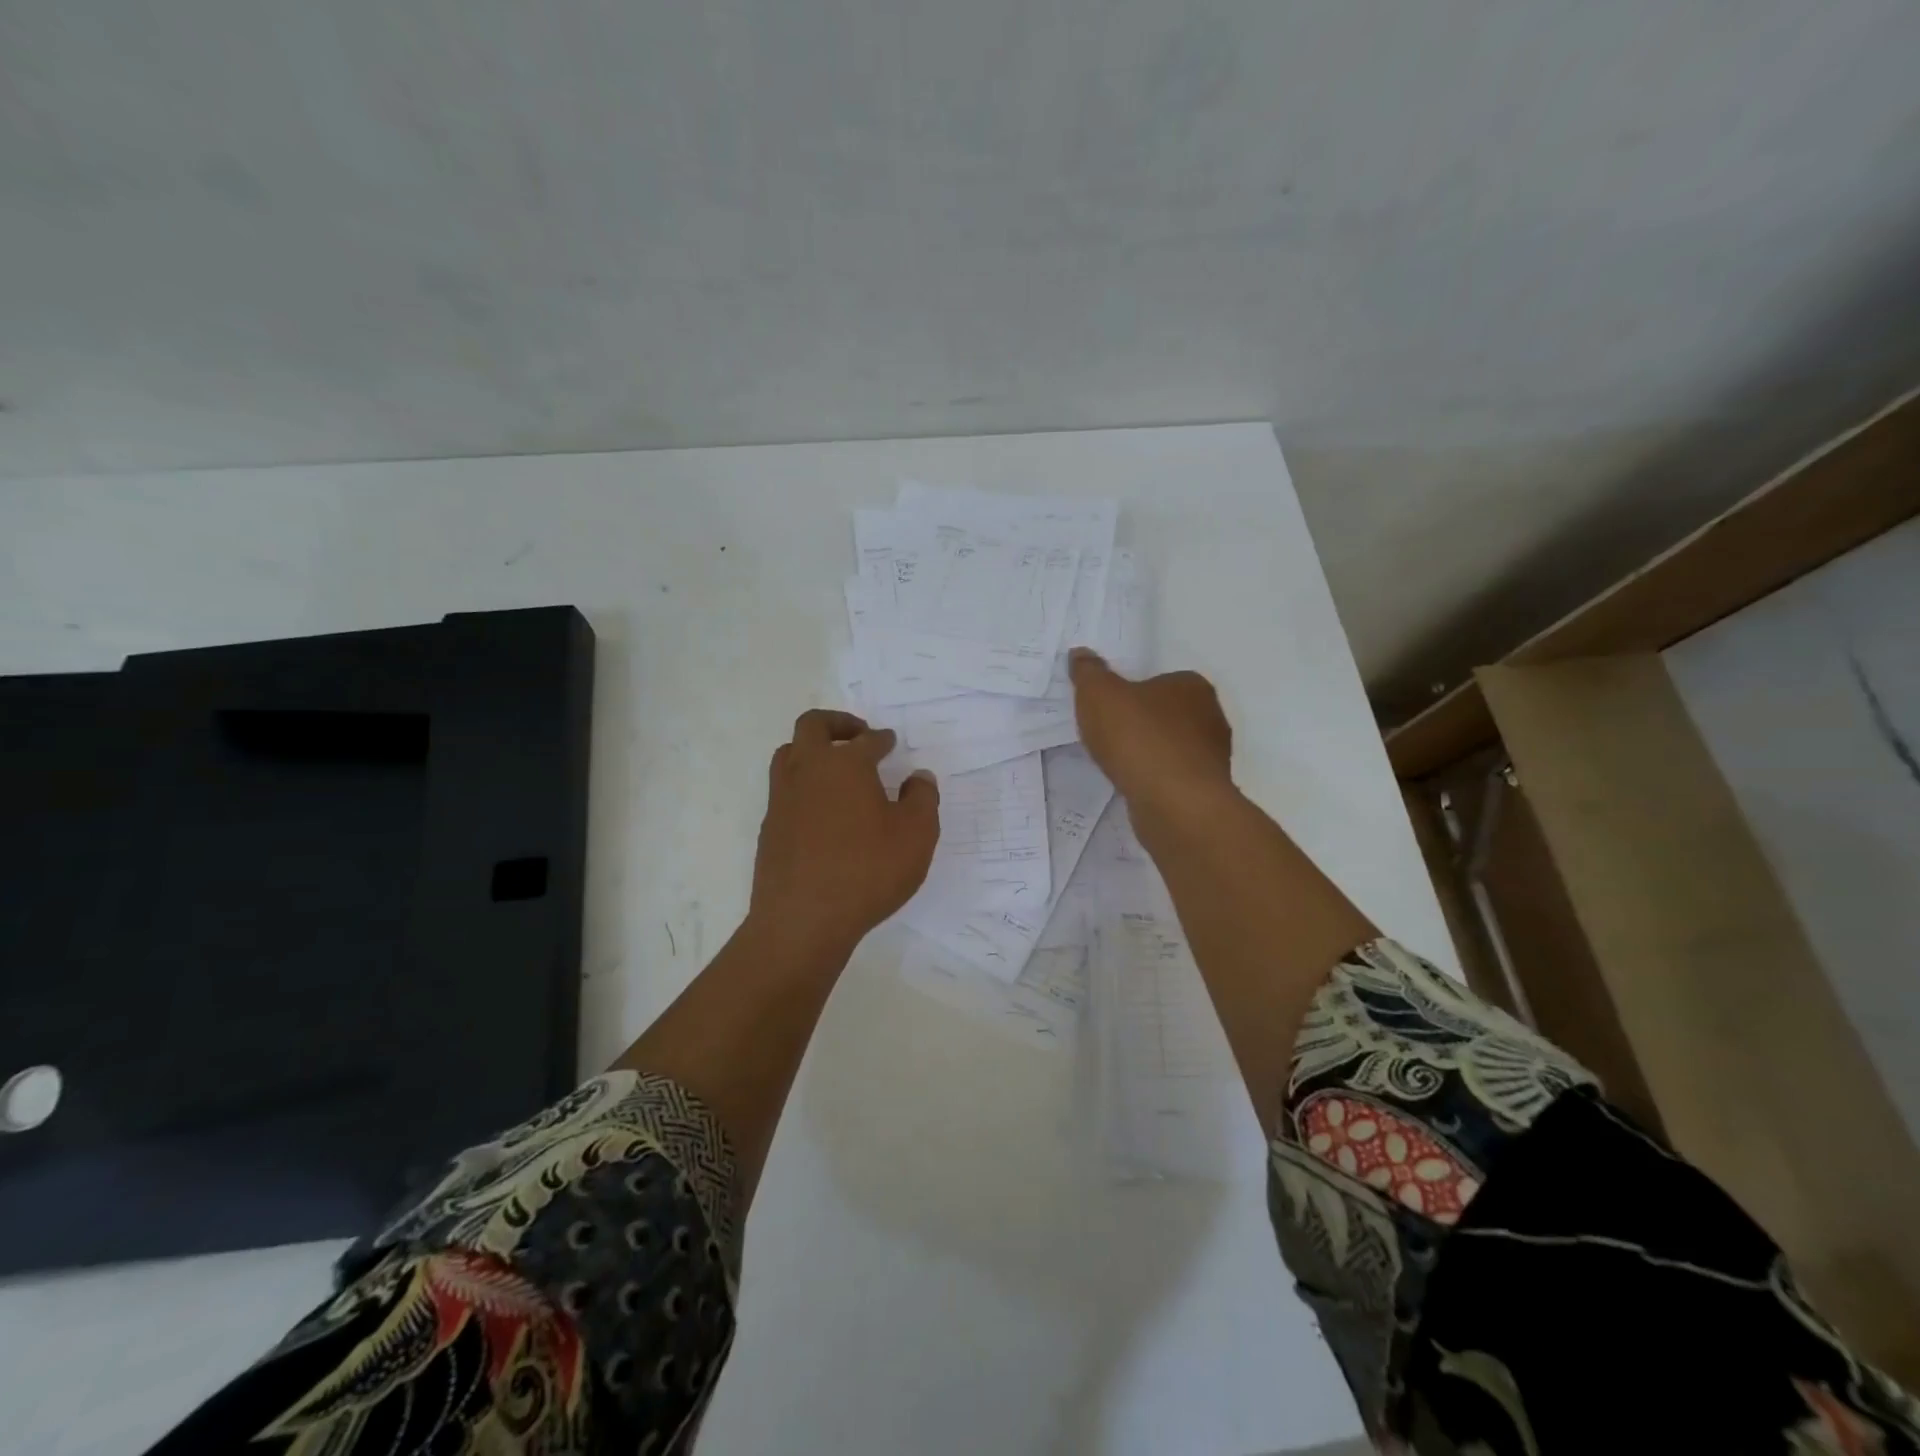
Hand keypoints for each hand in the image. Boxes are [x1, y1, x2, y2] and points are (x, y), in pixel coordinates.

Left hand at [748, 710, 940, 958]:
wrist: (803, 921)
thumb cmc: (867, 872)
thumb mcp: (916, 836)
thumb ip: (922, 799)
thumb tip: (919, 777)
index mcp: (845, 765)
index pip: (867, 740)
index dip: (882, 739)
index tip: (890, 743)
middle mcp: (808, 771)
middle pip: (813, 726)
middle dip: (838, 723)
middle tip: (858, 735)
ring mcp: (782, 799)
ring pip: (790, 754)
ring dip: (812, 751)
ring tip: (835, 768)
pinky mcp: (770, 828)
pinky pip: (784, 790)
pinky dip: (803, 786)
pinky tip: (821, 811)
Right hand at [1068, 649, 1233, 820]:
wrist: (1173, 803)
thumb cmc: (1138, 738)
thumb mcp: (1099, 695)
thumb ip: (1089, 672)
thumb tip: (1080, 654)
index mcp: (1192, 686)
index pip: (1160, 681)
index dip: (1132, 693)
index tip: (1109, 709)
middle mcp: (1211, 717)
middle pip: (1167, 714)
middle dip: (1141, 724)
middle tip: (1108, 735)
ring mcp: (1212, 756)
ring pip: (1171, 748)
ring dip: (1148, 754)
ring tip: (1118, 764)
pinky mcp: (1206, 790)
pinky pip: (1172, 776)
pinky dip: (1154, 779)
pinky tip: (1134, 786)